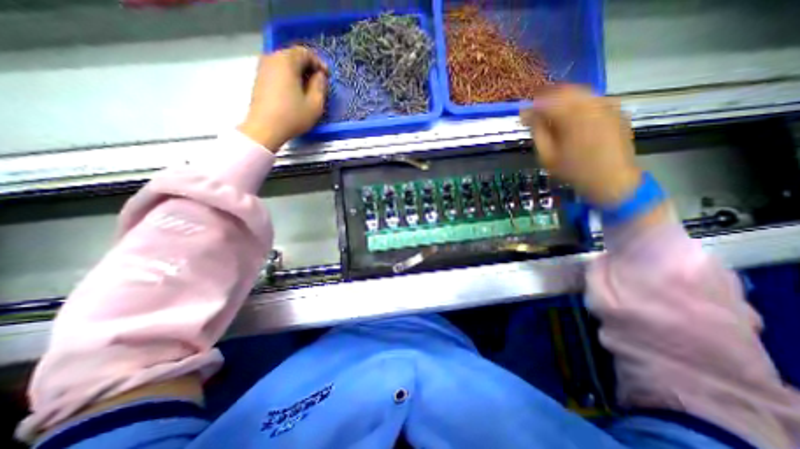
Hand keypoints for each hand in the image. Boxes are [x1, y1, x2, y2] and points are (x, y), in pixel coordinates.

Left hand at [237, 45, 327, 149]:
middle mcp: (272, 58)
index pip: (305, 53)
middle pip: (294, 56)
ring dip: (299, 73)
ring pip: (285, 64)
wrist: (264, 128)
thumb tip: (320, 76)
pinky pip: (278, 71)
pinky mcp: (259, 79)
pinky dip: (289, 77)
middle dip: (309, 67)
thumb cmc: (292, 116)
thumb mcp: (315, 104)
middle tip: (319, 82)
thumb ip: (320, 86)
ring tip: (308, 88)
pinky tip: (295, 92)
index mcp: (287, 61)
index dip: (319, 63)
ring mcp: (263, 68)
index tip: (327, 77)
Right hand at [520, 84, 641, 204]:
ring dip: (562, 100)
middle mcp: (591, 104)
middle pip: (564, 90)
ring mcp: (607, 104)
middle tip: (536, 113)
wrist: (612, 179)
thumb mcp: (547, 155)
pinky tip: (572, 118)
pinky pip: (592, 99)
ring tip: (552, 115)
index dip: (531, 106)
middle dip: (547, 99)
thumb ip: (537, 131)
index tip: (523, 115)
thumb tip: (526, 114)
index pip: (546, 101)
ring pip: (579, 92)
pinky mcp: (616, 109)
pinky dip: (578, 104)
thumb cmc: (574, 171)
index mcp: (572, 117)